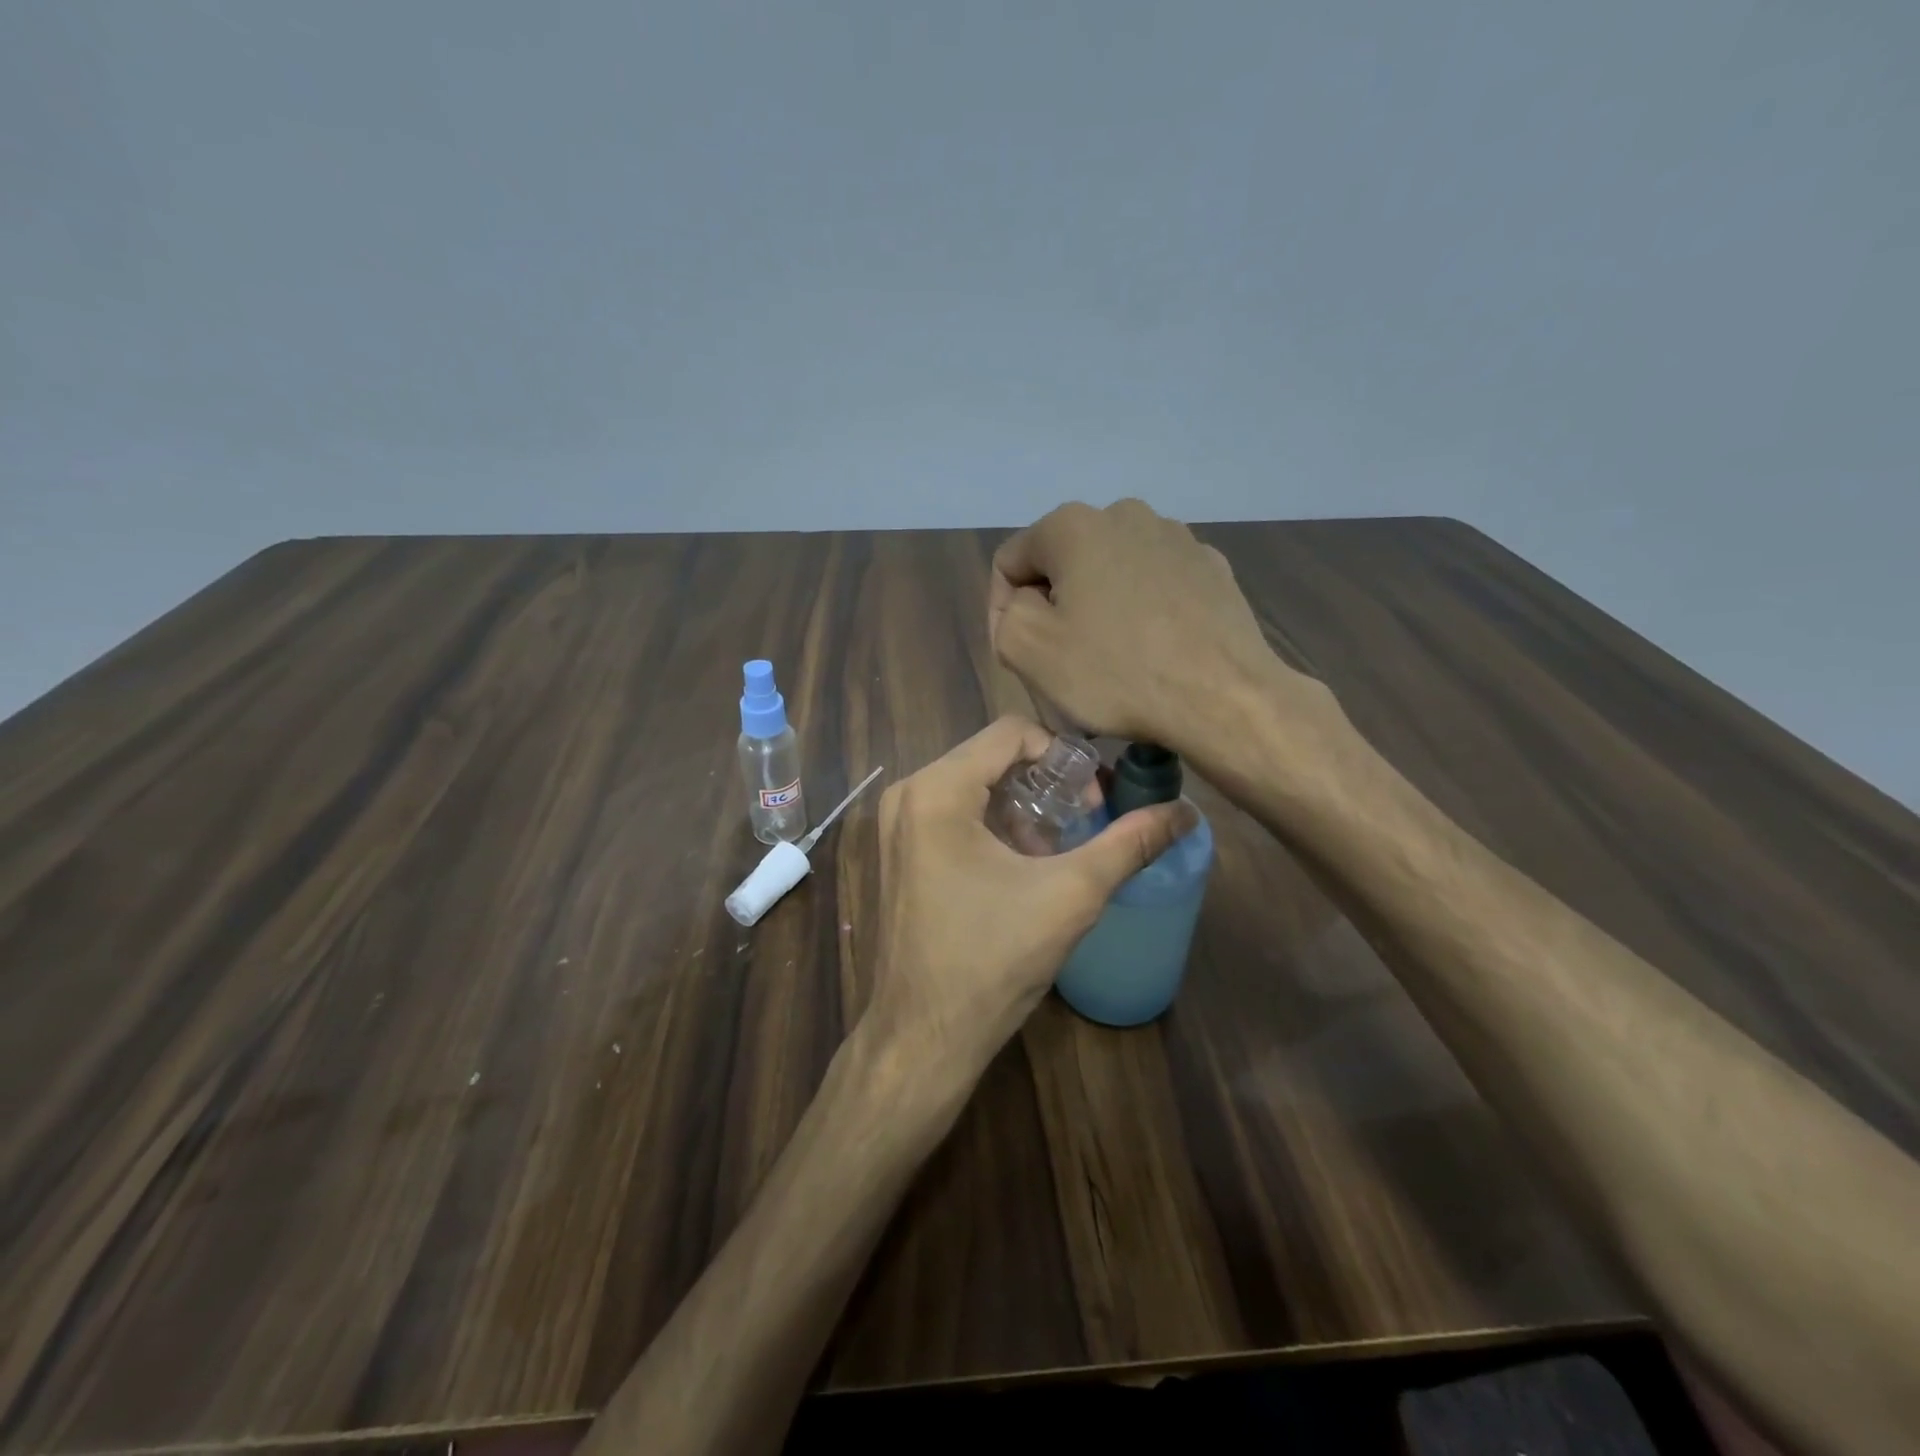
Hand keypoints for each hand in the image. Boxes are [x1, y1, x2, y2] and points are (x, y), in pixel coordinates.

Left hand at [865, 716, 1195, 1083]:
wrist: (924, 1037)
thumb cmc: (992, 961)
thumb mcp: (1070, 895)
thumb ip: (1129, 844)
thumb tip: (1186, 812)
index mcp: (936, 790)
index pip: (1012, 732)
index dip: (1064, 756)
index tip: (1093, 800)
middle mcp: (908, 794)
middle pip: (991, 757)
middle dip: (1046, 783)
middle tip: (1085, 820)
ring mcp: (897, 825)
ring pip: (974, 785)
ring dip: (1022, 806)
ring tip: (1058, 848)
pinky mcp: (899, 852)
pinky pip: (953, 813)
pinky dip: (994, 825)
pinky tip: (1022, 866)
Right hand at [989, 499, 1332, 763]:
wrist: (1224, 698)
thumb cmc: (1116, 673)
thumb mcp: (1027, 648)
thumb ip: (1004, 614)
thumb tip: (1024, 603)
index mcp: (1073, 525)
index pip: (1010, 562)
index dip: (1003, 611)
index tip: (1020, 655)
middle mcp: (1125, 514)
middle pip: (1062, 564)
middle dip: (1054, 607)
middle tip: (1062, 660)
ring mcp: (1176, 537)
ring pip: (1110, 574)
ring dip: (1098, 609)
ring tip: (1111, 659)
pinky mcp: (1211, 567)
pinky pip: (1155, 586)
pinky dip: (1142, 612)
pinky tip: (1153, 651)